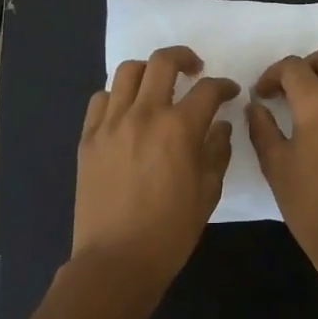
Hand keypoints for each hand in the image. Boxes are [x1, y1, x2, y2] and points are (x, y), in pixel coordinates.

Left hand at [72, 46, 238, 285]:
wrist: (116, 260)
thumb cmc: (171, 231)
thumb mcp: (208, 192)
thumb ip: (217, 151)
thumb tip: (220, 126)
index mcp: (179, 129)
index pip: (208, 90)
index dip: (224, 86)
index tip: (229, 92)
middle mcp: (144, 115)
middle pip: (163, 62)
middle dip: (185, 58)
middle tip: (195, 70)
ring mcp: (110, 123)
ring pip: (128, 72)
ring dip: (149, 72)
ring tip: (158, 86)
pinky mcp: (88, 138)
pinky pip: (100, 99)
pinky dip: (117, 95)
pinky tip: (127, 110)